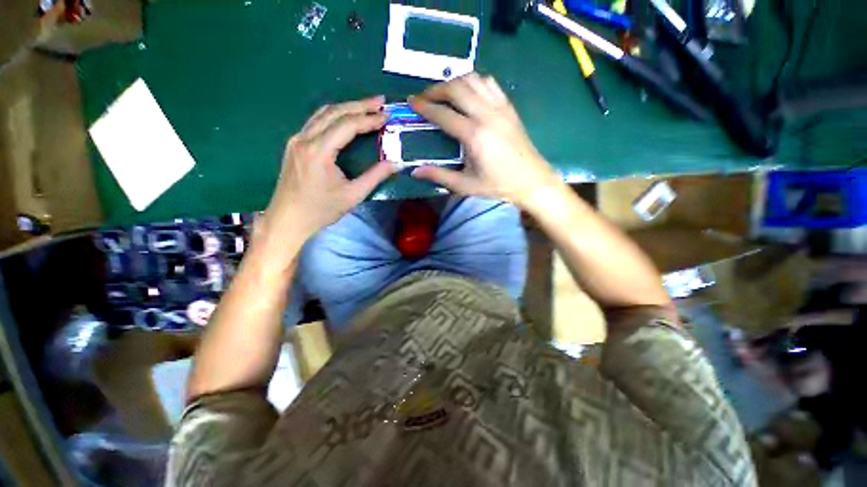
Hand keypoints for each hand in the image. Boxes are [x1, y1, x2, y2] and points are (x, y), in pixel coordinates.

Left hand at [261, 96, 395, 241]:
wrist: (288, 219)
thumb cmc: (321, 210)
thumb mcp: (353, 196)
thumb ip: (375, 177)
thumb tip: (396, 163)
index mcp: (318, 151)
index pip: (347, 125)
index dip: (369, 119)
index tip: (387, 116)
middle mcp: (305, 138)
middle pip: (334, 112)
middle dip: (360, 105)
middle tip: (381, 101)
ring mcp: (296, 139)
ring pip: (323, 113)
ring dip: (346, 107)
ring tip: (367, 106)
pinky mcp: (294, 144)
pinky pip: (316, 121)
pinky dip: (334, 115)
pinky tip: (345, 118)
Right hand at [409, 73, 560, 207]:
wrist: (532, 180)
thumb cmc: (498, 185)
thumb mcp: (466, 185)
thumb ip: (440, 176)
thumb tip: (415, 171)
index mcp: (475, 136)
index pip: (444, 114)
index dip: (425, 107)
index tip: (411, 103)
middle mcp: (487, 115)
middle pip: (457, 88)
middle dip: (436, 89)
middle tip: (424, 98)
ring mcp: (500, 108)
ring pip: (473, 79)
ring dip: (454, 82)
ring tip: (443, 94)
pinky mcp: (509, 107)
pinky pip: (489, 83)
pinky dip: (473, 82)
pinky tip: (467, 93)